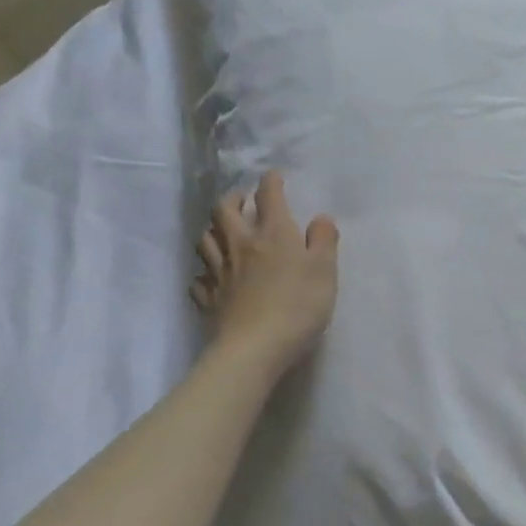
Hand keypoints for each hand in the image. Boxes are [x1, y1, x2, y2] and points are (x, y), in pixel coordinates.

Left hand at [191, 172, 338, 373]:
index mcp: (273, 233)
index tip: (274, 177)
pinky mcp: (209, 298)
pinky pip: (200, 278)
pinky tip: (213, 276)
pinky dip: (205, 271)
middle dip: (233, 199)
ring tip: (224, 233)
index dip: (271, 182)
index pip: (268, 196)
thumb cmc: (298, 305)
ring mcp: (220, 272)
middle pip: (224, 211)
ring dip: (214, 230)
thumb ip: (324, 240)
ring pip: (205, 239)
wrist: (255, 348)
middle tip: (243, 201)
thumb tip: (321, 218)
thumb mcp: (325, 270)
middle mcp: (241, 244)